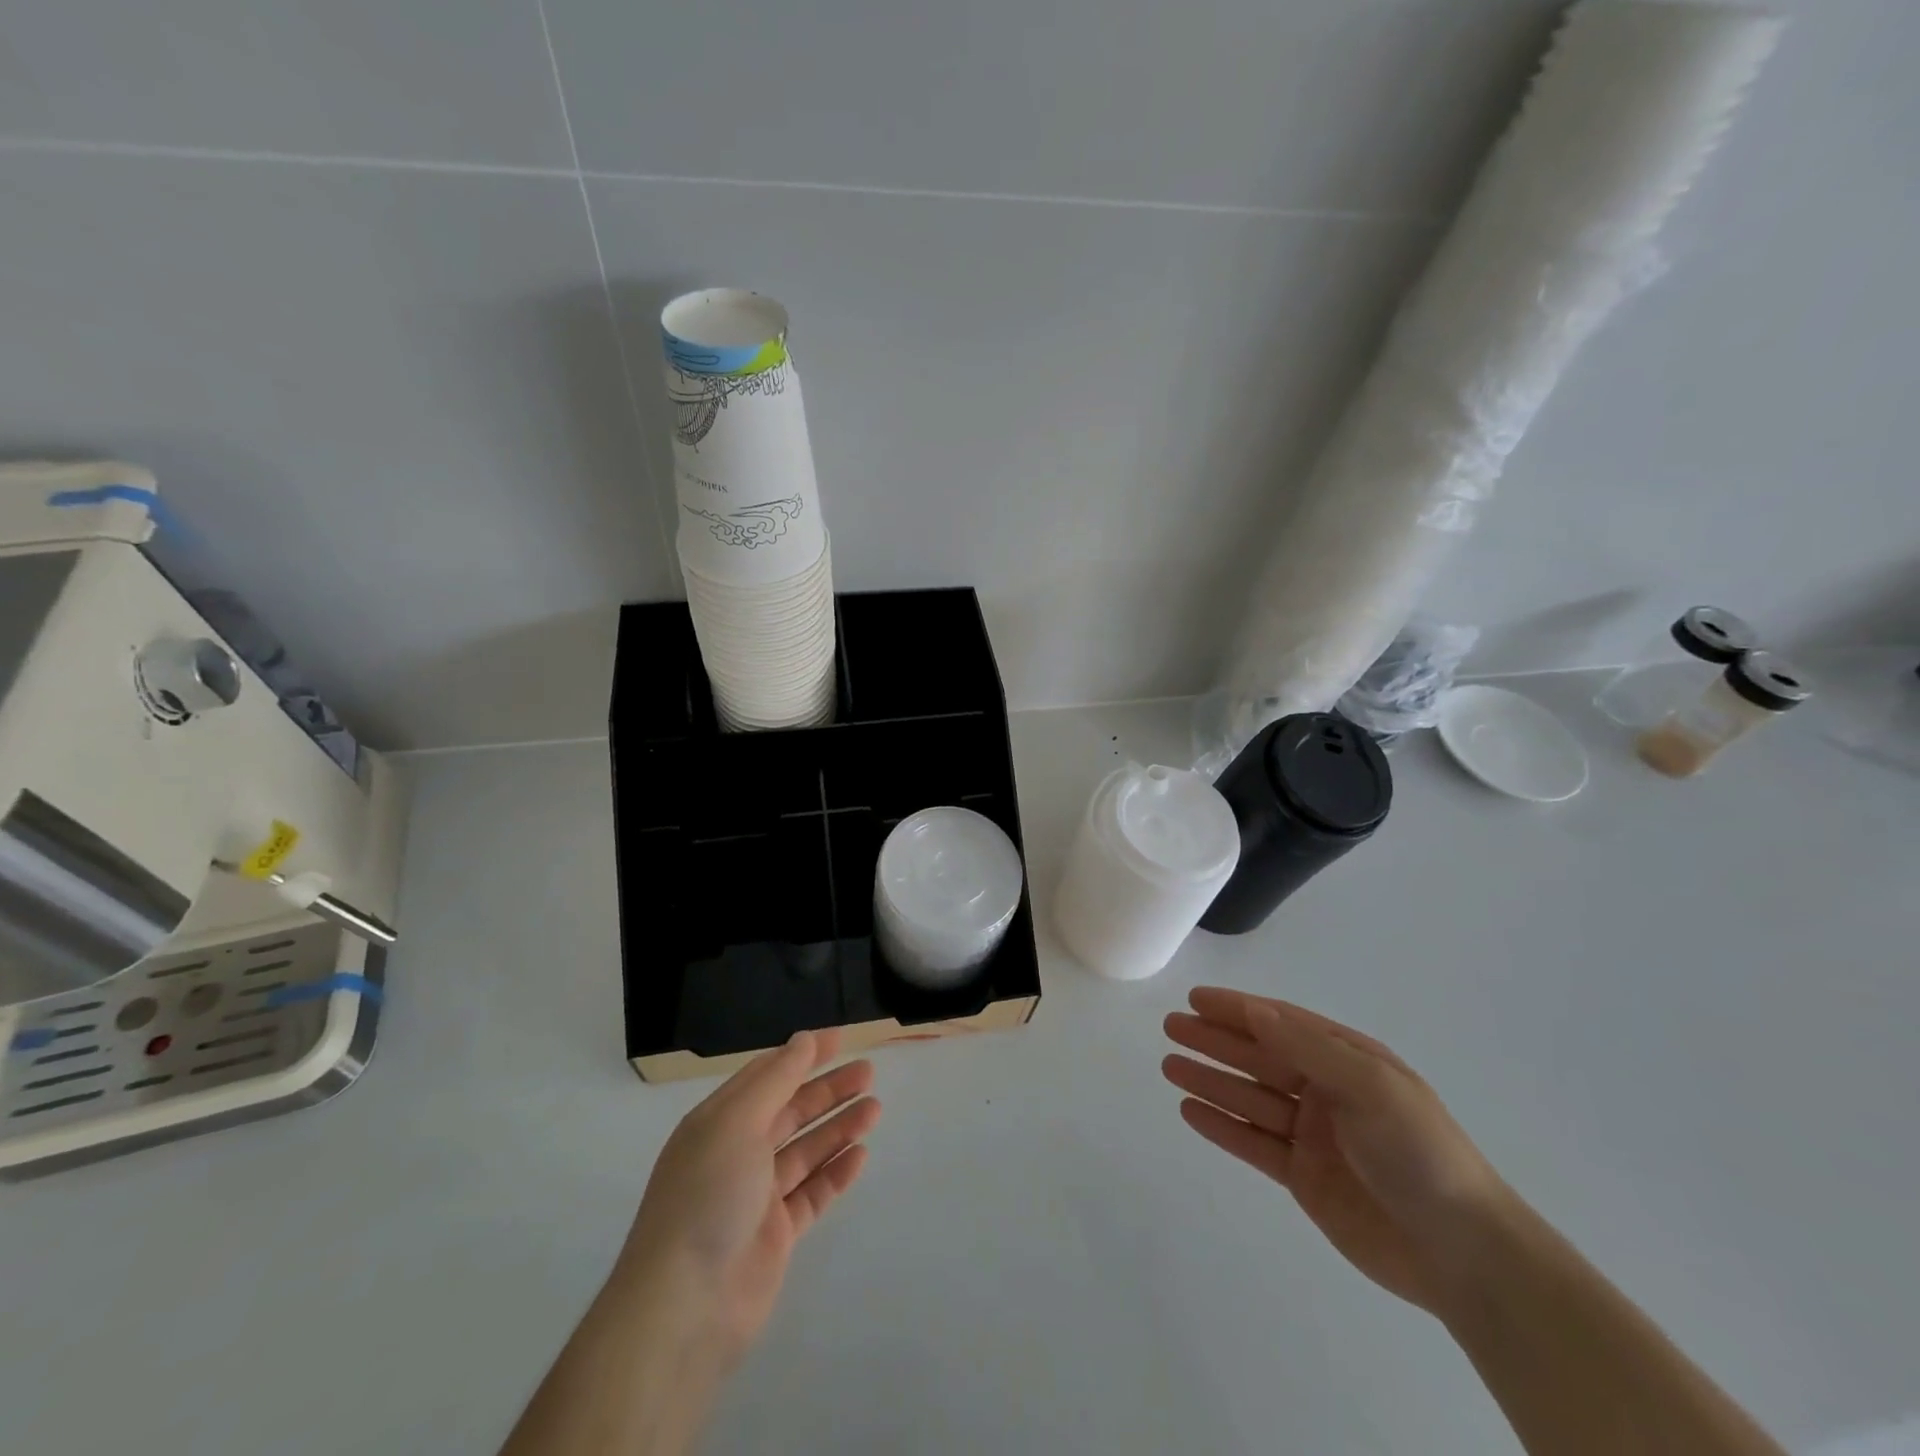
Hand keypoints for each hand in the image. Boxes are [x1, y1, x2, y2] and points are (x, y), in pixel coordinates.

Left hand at [616, 1030, 881, 1367]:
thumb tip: (804, 1039)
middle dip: (828, 1090)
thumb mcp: (737, 1123)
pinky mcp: (776, 1234)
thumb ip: (776, 1079)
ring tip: (875, 1109)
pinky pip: (813, 1193)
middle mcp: (736, 1153)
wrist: (685, 1307)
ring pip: (806, 1150)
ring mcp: (757, 1196)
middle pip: (790, 1111)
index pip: (766, 1075)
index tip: (841, 1039)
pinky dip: (836, 1173)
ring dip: (839, 1127)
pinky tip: (861, 1155)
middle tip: (869, 1073)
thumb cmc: (707, 1196)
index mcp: (718, 1122)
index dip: (803, 1055)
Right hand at [1164, 987, 1510, 1317]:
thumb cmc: (1420, 1153)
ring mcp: (1315, 1135)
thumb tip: (1254, 1010)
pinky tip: (1191, 1110)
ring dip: (1211, 1080)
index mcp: (1349, 1061)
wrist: (1464, 1255)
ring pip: (1250, 1098)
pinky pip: (1254, 1143)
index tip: (1196, 999)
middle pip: (1260, 1057)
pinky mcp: (1305, 1178)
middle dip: (1215, 1040)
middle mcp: (1327, 1091)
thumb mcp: (1369, 1086)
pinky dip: (1223, 1125)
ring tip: (1169, 1065)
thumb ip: (1307, 1048)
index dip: (1238, 1009)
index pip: (1282, 1023)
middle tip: (1171, 1027)